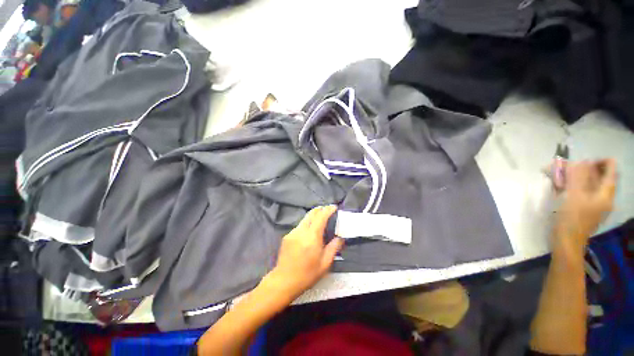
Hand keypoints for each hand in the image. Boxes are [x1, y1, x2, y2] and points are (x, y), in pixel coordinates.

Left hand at [265, 206, 342, 299]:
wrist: (284, 281)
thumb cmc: (307, 274)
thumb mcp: (325, 263)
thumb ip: (334, 248)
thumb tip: (340, 238)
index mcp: (312, 237)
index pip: (320, 217)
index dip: (328, 210)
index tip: (334, 207)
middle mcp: (301, 231)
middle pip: (311, 213)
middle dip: (320, 209)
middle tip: (328, 210)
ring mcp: (293, 232)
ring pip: (305, 219)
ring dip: (313, 216)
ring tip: (320, 220)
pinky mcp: (287, 236)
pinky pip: (300, 226)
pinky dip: (307, 224)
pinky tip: (309, 232)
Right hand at [554, 159, 616, 249]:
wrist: (567, 242)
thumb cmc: (571, 218)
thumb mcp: (573, 196)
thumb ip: (577, 178)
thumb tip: (580, 162)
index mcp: (606, 193)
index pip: (610, 169)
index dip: (599, 161)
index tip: (582, 161)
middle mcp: (604, 197)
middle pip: (600, 176)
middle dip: (585, 169)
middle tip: (568, 168)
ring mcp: (596, 204)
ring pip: (591, 184)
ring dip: (578, 177)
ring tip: (562, 177)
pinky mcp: (587, 209)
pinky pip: (585, 192)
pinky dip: (575, 186)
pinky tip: (563, 187)